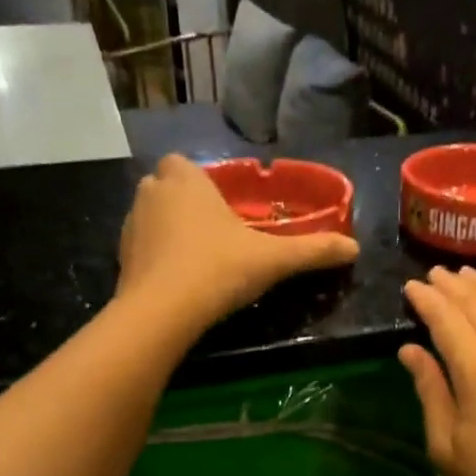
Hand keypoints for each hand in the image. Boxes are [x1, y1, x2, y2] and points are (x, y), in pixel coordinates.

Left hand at [118, 155, 359, 329]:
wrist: (162, 312)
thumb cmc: (218, 269)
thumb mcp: (273, 259)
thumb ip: (313, 250)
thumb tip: (355, 248)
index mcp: (184, 179)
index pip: (183, 163)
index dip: (200, 182)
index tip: (222, 207)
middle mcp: (151, 193)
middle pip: (166, 188)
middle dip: (185, 204)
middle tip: (215, 233)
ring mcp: (131, 225)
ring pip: (152, 217)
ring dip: (170, 230)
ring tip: (199, 259)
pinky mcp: (120, 259)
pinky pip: (143, 248)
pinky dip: (158, 258)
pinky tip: (180, 281)